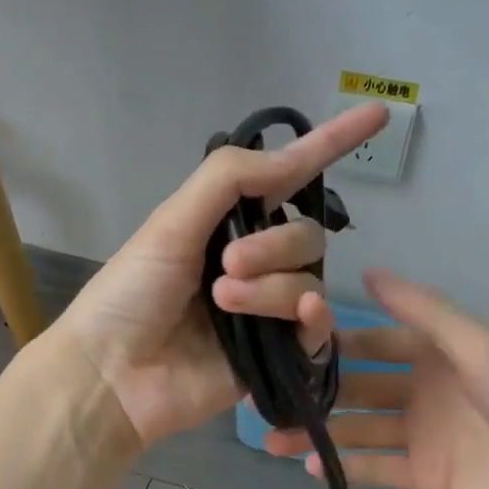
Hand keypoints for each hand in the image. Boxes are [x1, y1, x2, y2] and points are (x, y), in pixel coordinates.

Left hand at [52, 102, 388, 449]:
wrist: (112, 375)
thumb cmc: (129, 295)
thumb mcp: (171, 224)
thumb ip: (228, 181)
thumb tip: (289, 156)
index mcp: (226, 225)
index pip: (288, 178)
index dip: (329, 145)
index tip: (377, 112)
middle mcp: (254, 262)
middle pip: (305, 236)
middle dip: (273, 245)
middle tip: (226, 266)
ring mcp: (266, 309)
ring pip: (309, 281)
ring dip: (271, 287)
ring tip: (223, 302)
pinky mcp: (276, 355)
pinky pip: (318, 328)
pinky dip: (315, 317)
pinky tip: (302, 316)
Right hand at [266, 269, 488, 488]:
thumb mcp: (480, 348)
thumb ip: (425, 313)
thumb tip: (369, 271)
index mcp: (436, 354)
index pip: (373, 341)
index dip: (334, 340)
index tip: (287, 339)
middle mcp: (423, 390)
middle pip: (359, 387)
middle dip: (316, 390)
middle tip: (265, 394)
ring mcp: (422, 436)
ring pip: (359, 430)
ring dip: (320, 432)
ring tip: (273, 437)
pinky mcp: (426, 477)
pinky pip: (377, 469)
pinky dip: (346, 467)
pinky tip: (310, 467)